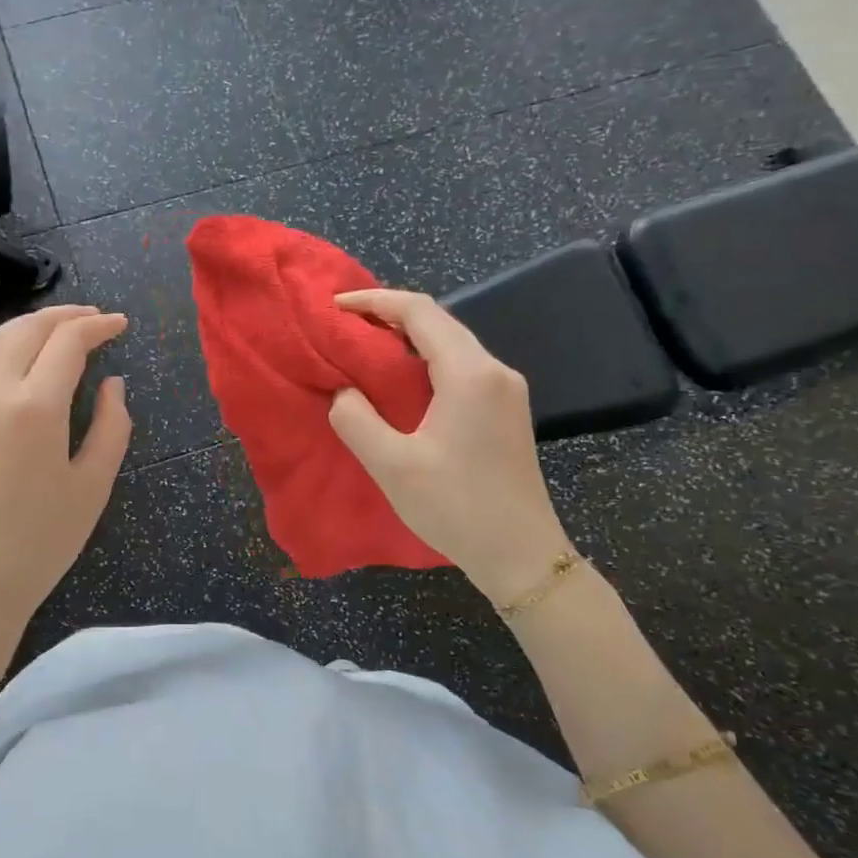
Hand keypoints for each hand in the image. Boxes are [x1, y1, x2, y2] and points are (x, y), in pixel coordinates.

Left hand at [0, 304, 130, 692]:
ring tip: (59, 330)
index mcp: (35, 407)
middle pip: (27, 329)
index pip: (68, 342)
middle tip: (94, 317)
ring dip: (30, 325)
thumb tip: (113, 384)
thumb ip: (112, 426)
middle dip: (65, 315)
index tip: (121, 324)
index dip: (98, 326)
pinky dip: (1, 347)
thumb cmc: (40, 544)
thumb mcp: (92, 487)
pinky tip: (16, 358)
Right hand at [327, 290, 572, 604]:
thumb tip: (343, 392)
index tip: (335, 307)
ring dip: (407, 340)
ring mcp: (505, 391)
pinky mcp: (506, 411)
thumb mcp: (392, 466)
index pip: (420, 313)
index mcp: (470, 374)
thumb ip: (356, 420)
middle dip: (388, 317)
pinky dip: (425, 363)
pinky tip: (400, 383)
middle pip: (438, 322)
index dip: (374, 302)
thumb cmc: (456, 508)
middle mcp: (494, 371)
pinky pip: (460, 368)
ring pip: (450, 345)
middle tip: (343, 328)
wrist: (522, 556)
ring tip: (363, 351)